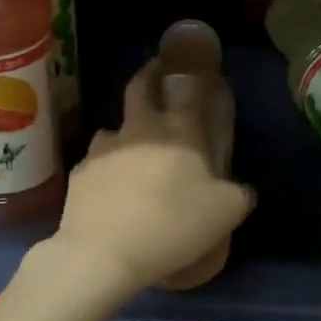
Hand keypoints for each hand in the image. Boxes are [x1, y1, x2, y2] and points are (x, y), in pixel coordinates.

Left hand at [52, 59, 254, 298]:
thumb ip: (239, 194)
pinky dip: (106, 168)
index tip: (190, 68)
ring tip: (132, 150)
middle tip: (156, 80)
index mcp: (179, 130)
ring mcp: (103, 149)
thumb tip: (241, 188)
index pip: (187, 87)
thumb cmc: (173, 225)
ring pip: (113, 126)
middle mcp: (139, 129)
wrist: (104, 253)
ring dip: (125, 131)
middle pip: (139, 87)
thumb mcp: (226, 214)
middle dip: (149, 77)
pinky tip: (111, 188)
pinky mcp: (79, 173)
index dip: (191, 72)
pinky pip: (95, 161)